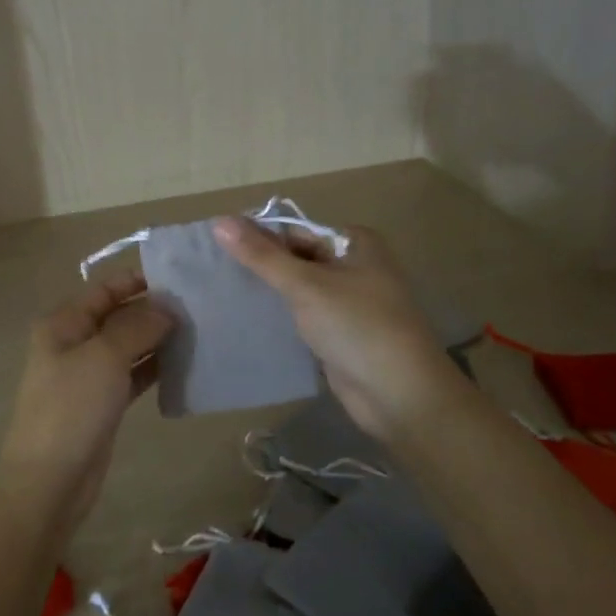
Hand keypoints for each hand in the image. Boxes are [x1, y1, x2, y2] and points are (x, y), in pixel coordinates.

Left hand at [0, 270, 173, 540]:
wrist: (50, 481)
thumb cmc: (72, 408)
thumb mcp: (104, 357)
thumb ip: (137, 325)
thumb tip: (167, 306)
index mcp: (63, 323)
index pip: (105, 289)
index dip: (138, 280)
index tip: (181, 278)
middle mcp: (74, 342)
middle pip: (118, 316)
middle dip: (154, 310)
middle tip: (200, 306)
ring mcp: (88, 374)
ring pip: (128, 346)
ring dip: (158, 339)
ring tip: (200, 330)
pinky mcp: (102, 403)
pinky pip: (132, 375)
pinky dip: (155, 368)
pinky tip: (186, 364)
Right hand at [213, 217, 462, 444]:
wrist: (401, 395)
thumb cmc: (357, 327)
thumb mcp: (306, 286)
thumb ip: (261, 256)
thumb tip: (219, 220)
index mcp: (355, 243)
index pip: (295, 231)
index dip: (258, 238)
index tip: (217, 250)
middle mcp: (355, 266)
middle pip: (296, 258)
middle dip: (262, 267)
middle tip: (214, 274)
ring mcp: (350, 303)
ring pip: (299, 290)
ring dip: (270, 294)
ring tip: (222, 295)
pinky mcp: (342, 334)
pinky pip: (305, 317)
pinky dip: (282, 318)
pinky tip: (249, 322)